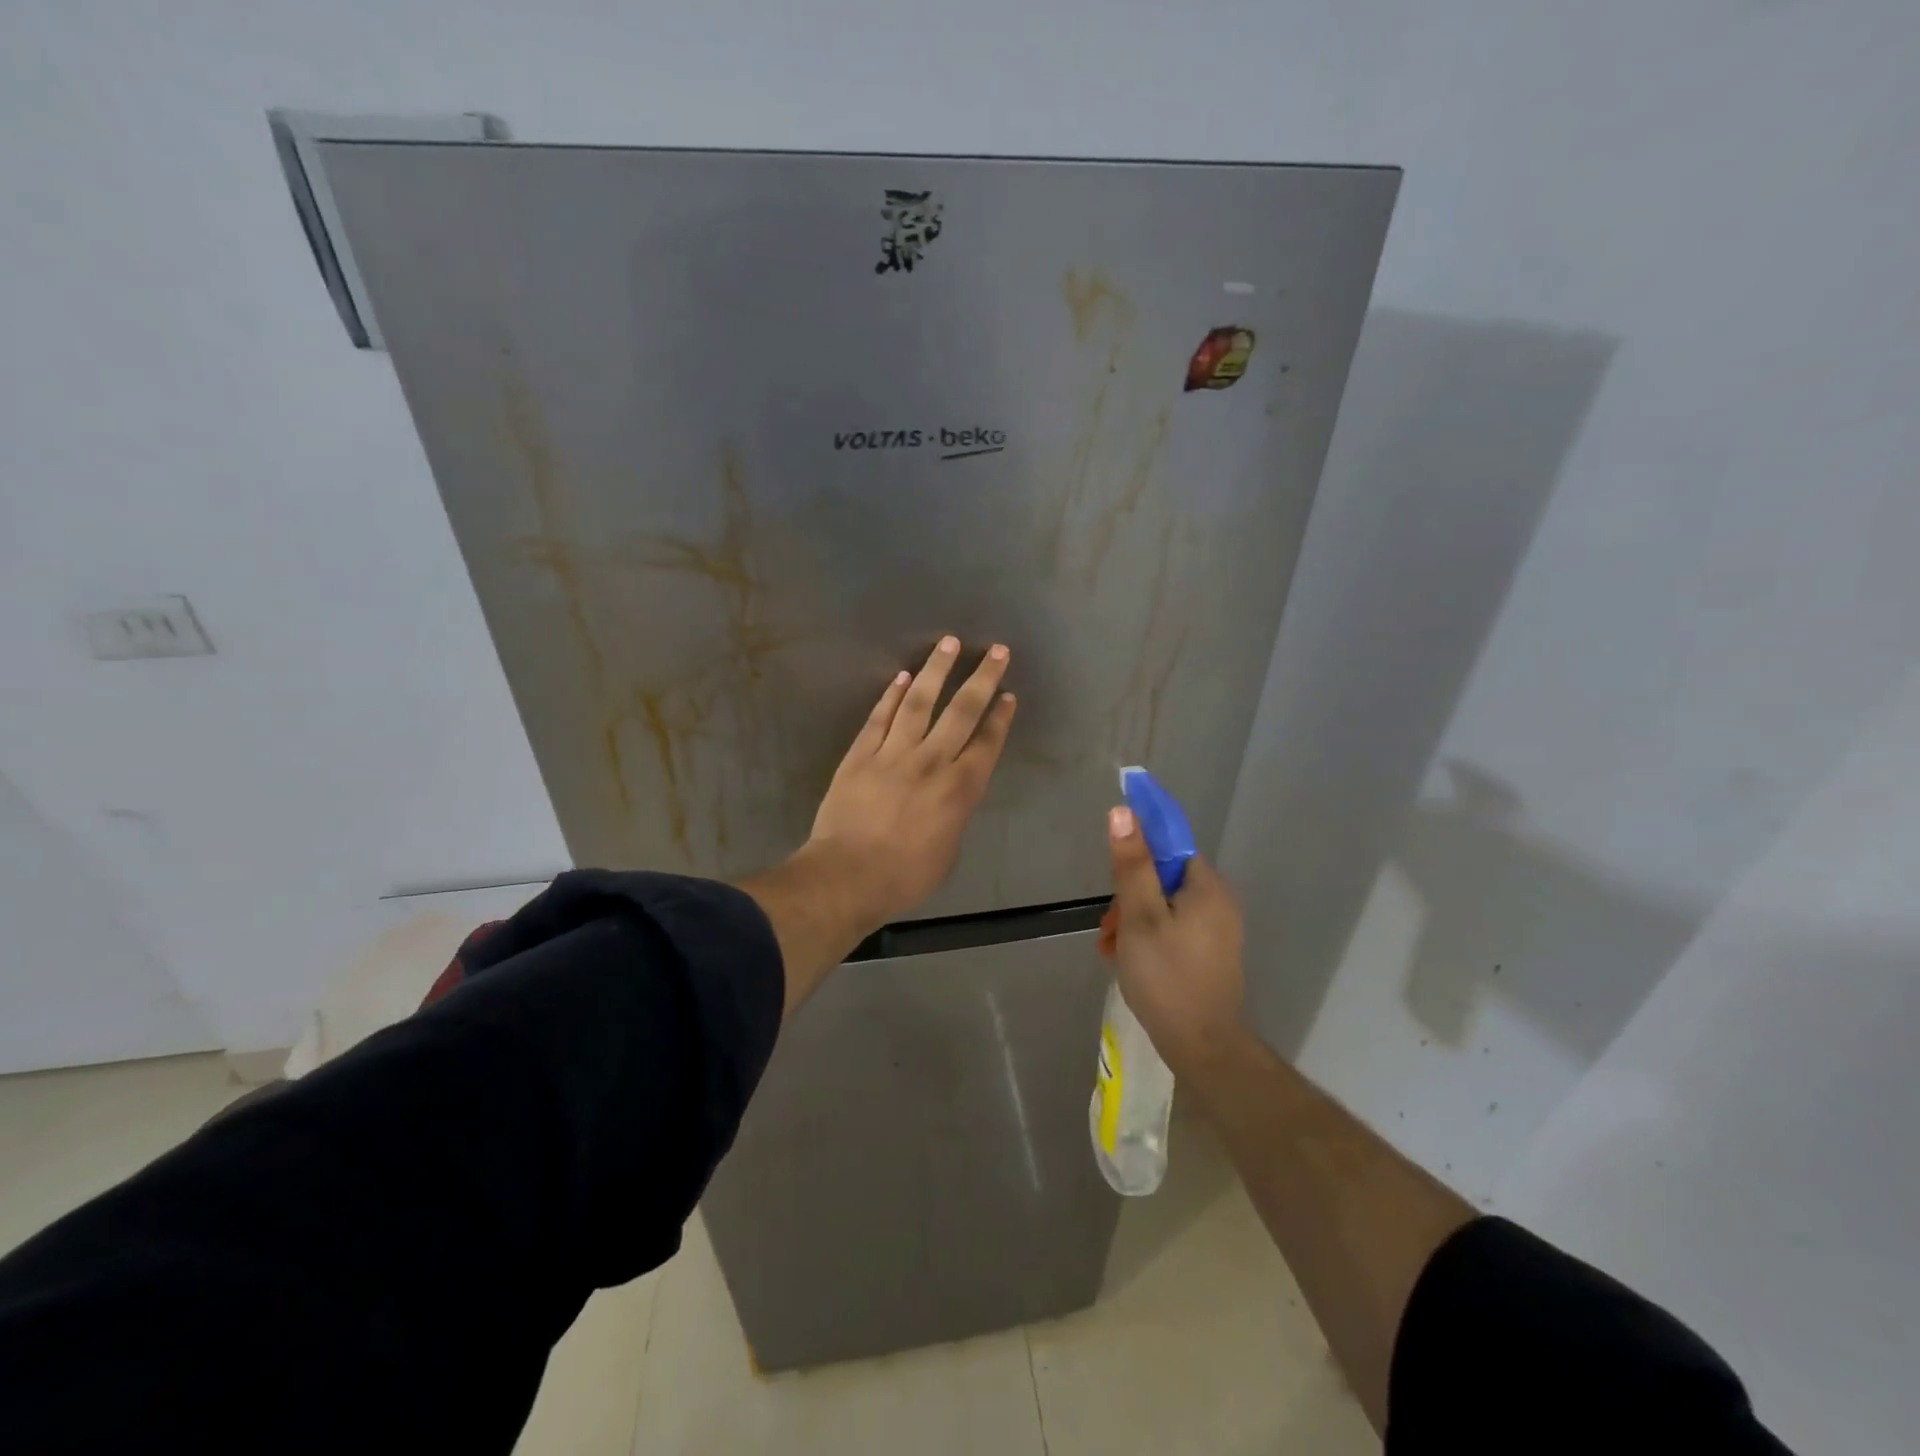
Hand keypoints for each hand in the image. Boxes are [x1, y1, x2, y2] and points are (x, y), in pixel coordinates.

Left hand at [807, 635, 1016, 926]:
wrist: (848, 876)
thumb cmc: (905, 876)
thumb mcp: (947, 851)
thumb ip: (954, 814)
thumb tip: (952, 795)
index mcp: (959, 790)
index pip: (986, 744)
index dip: (1000, 718)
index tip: (1008, 694)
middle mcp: (931, 762)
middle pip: (961, 712)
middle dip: (982, 679)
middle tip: (997, 650)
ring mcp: (893, 754)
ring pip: (919, 703)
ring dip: (936, 671)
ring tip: (949, 643)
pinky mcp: (860, 755)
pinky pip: (879, 718)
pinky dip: (891, 696)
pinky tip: (901, 677)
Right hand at [1105, 806, 1245, 1079]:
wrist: (1202, 1046)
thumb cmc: (1166, 976)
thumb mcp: (1139, 916)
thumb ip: (1132, 864)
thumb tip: (1124, 812)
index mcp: (1206, 886)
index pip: (1169, 844)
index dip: (1137, 851)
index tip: (1113, 873)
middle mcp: (1219, 901)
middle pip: (1164, 878)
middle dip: (1130, 898)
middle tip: (1110, 927)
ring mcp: (1218, 930)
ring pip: (1165, 906)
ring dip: (1134, 921)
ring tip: (1112, 948)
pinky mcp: (1211, 953)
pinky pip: (1174, 928)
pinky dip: (1150, 937)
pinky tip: (1128, 960)